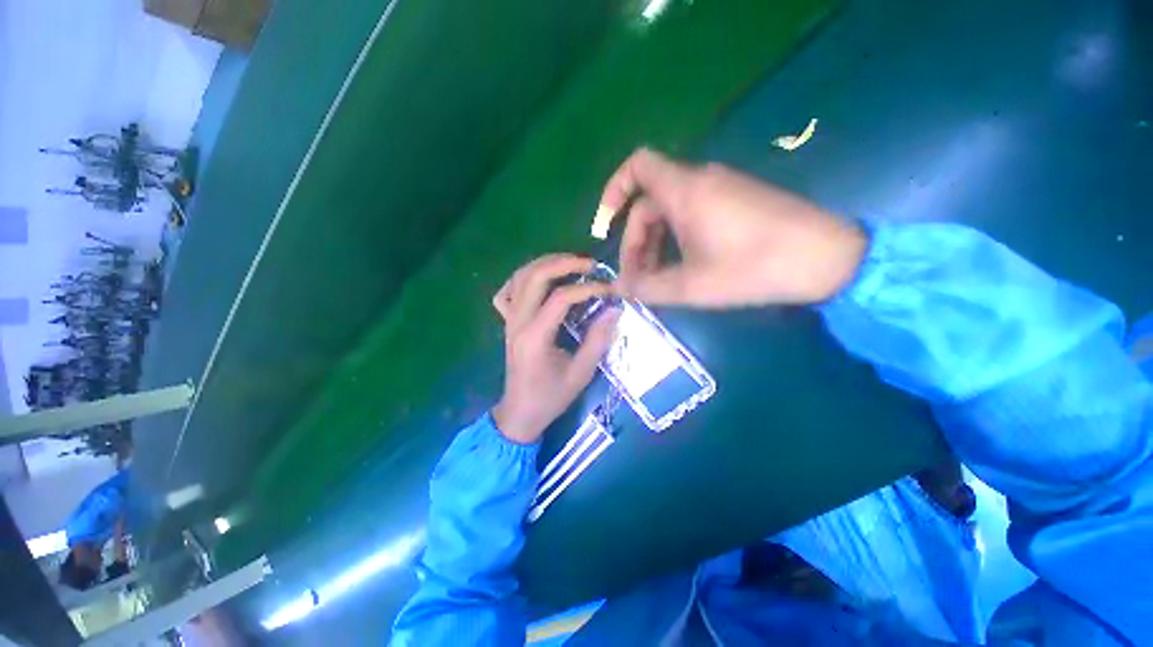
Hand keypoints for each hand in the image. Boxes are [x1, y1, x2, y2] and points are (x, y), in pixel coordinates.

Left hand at [491, 255, 619, 443]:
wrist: (519, 413)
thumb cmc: (551, 397)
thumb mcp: (581, 373)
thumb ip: (598, 340)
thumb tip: (615, 309)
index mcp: (535, 337)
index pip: (560, 298)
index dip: (588, 288)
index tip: (610, 289)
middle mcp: (517, 322)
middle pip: (535, 276)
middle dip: (564, 263)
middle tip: (590, 264)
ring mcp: (509, 320)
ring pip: (520, 276)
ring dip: (546, 264)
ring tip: (571, 264)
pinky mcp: (507, 322)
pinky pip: (508, 290)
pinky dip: (523, 278)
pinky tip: (540, 280)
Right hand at [600, 148, 867, 306]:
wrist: (827, 258)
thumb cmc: (754, 268)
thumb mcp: (692, 285)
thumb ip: (648, 287)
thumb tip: (618, 288)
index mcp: (685, 191)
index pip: (637, 166)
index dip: (613, 190)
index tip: (605, 226)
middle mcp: (700, 181)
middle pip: (648, 202)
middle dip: (636, 240)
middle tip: (638, 277)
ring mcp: (720, 189)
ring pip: (669, 211)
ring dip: (655, 243)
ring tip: (658, 279)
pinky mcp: (735, 201)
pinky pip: (691, 213)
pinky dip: (676, 239)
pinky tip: (682, 267)